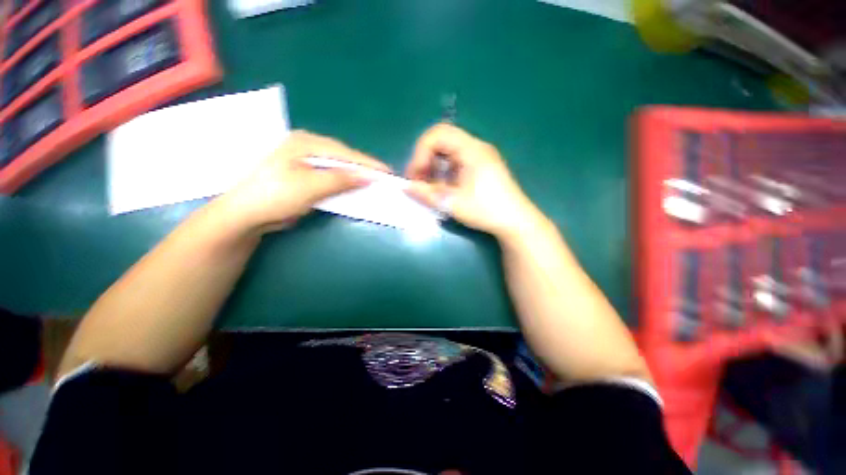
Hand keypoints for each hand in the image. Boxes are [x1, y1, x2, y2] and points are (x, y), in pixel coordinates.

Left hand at [219, 130, 388, 234]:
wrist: (246, 214)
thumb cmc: (275, 195)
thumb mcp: (310, 186)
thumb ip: (340, 179)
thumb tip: (368, 176)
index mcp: (304, 143)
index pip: (344, 152)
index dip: (367, 163)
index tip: (387, 171)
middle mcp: (305, 147)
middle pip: (342, 157)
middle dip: (362, 168)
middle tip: (382, 178)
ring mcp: (304, 161)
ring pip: (337, 167)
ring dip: (353, 176)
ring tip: (373, 182)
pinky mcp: (304, 175)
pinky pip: (330, 176)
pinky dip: (343, 183)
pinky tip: (353, 187)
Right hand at [405, 124, 539, 239]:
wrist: (515, 221)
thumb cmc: (486, 210)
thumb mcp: (453, 203)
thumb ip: (426, 193)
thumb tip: (406, 186)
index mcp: (471, 149)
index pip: (438, 134)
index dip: (420, 152)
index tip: (415, 175)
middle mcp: (476, 147)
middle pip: (442, 140)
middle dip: (425, 158)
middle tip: (418, 180)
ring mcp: (480, 156)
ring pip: (448, 151)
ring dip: (434, 165)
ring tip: (429, 186)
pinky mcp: (481, 167)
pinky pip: (456, 161)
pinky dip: (444, 171)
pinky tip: (443, 187)